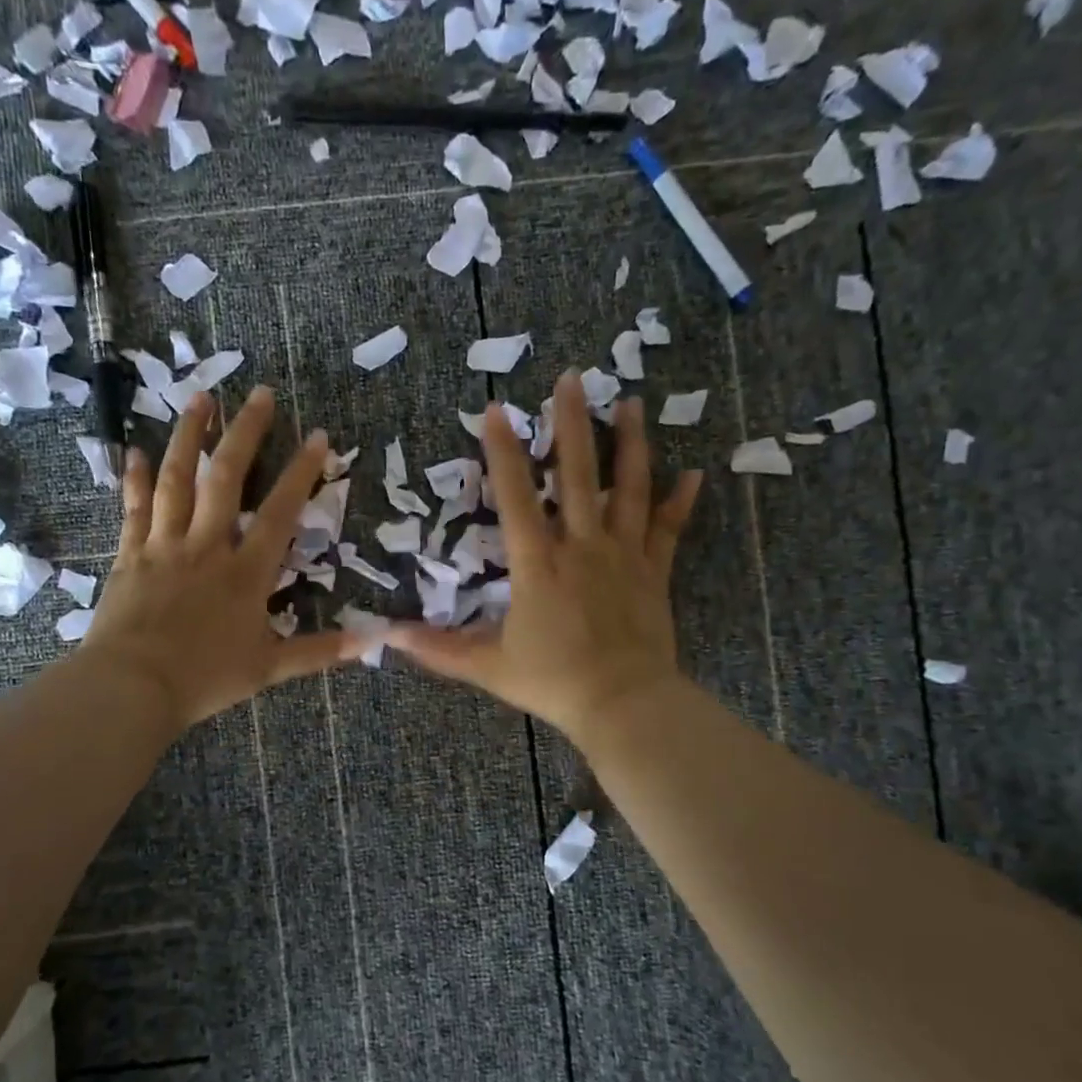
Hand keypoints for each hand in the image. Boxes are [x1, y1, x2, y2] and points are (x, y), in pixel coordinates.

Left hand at [80, 386, 361, 730]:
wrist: (133, 687)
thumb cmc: (205, 678)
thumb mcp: (270, 668)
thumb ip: (321, 650)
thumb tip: (374, 641)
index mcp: (246, 572)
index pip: (281, 512)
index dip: (301, 472)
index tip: (317, 435)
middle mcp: (207, 546)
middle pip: (227, 478)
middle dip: (245, 433)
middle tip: (258, 393)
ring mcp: (165, 545)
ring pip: (178, 480)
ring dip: (189, 436)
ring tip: (200, 397)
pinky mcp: (130, 554)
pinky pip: (134, 508)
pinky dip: (135, 479)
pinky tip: (134, 451)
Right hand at [388, 371, 701, 750]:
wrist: (622, 703)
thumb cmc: (552, 681)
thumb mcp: (486, 667)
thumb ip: (437, 649)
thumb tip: (386, 637)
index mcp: (538, 564)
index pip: (516, 497)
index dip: (503, 452)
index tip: (495, 410)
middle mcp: (582, 547)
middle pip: (578, 475)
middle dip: (572, 424)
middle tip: (572, 378)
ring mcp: (623, 556)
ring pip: (629, 489)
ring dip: (630, 444)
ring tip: (632, 402)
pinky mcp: (654, 573)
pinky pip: (668, 530)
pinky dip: (680, 502)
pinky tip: (695, 473)